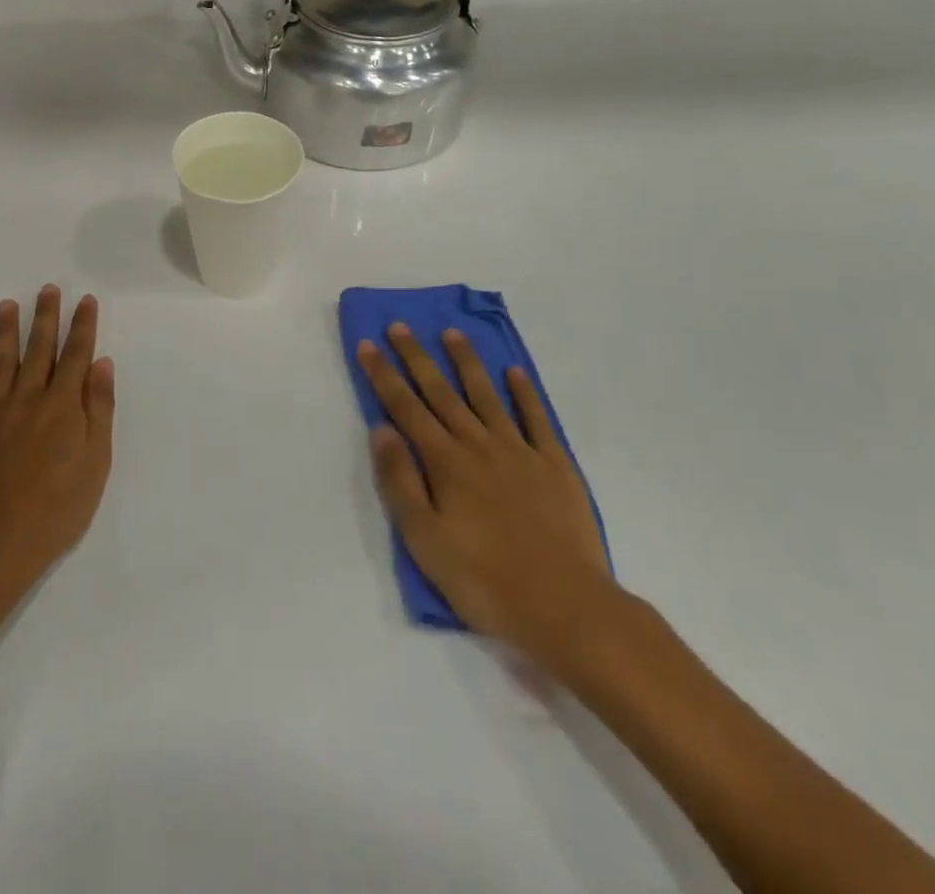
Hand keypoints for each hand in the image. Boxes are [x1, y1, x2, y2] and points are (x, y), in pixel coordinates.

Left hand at [0, 286, 114, 588]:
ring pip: (2, 359)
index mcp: (63, 406)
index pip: (76, 355)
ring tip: (9, 304)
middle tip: (48, 289)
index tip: (85, 300)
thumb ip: (99, 409)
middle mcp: (28, 398)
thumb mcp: (96, 462)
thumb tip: (101, 364)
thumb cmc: (57, 508)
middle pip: (40, 349)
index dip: (82, 326)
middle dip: (46, 317)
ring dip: (7, 329)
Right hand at [359, 324, 622, 670]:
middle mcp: (478, 445)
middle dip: (417, 357)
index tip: (368, 345)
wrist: (566, 607)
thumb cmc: (484, 579)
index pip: (406, 408)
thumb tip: (381, 429)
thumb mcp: (425, 539)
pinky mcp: (555, 465)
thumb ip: (401, 481)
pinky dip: (524, 392)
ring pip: (486, 395)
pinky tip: (513, 372)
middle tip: (400, 326)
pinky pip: (536, 418)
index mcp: (445, 463)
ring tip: (452, 334)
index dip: (384, 375)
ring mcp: (519, 451)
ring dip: (467, 362)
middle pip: (441, 392)